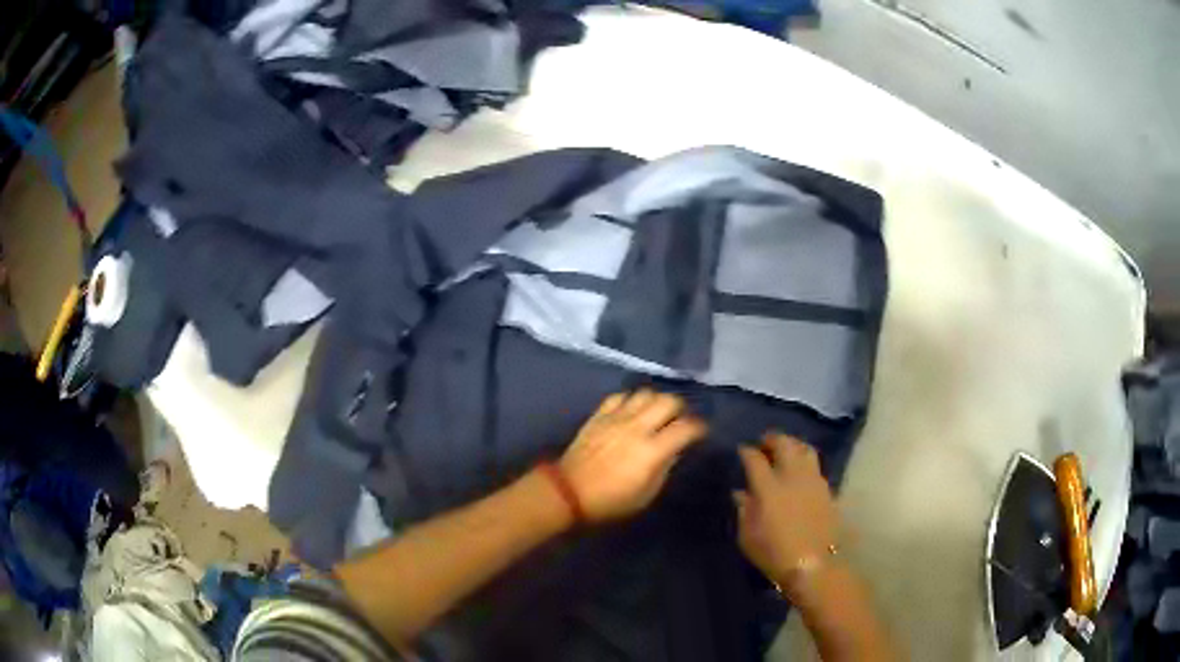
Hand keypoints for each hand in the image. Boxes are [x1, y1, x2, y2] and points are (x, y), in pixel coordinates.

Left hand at [559, 390, 706, 521]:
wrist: (568, 492)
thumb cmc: (610, 501)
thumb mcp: (646, 494)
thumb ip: (664, 468)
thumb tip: (675, 450)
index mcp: (652, 451)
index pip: (686, 428)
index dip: (700, 427)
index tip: (702, 432)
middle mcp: (637, 427)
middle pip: (669, 401)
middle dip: (681, 408)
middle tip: (680, 419)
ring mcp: (616, 418)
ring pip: (646, 393)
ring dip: (657, 401)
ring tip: (657, 412)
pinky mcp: (599, 415)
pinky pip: (620, 396)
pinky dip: (631, 400)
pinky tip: (632, 410)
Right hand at [735, 433, 839, 599]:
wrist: (812, 564)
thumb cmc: (773, 552)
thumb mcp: (747, 535)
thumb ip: (744, 509)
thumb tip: (741, 492)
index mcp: (768, 487)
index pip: (754, 458)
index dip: (747, 451)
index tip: (742, 450)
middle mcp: (792, 476)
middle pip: (784, 443)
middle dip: (772, 439)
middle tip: (765, 443)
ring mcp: (813, 480)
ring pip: (805, 449)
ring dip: (793, 445)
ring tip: (786, 450)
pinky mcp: (827, 489)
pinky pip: (815, 466)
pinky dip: (805, 462)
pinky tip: (800, 472)